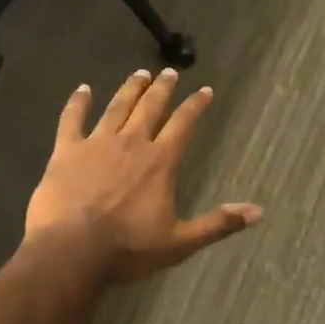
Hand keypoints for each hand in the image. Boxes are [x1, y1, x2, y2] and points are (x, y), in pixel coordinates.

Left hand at [26, 69, 261, 282]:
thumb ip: (218, 223)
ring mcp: (97, 144)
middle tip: (168, 72)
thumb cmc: (128, 248)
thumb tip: (258, 211)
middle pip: (150, 107)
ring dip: (130, 89)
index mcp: (160, 161)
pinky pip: (72, 119)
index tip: (204, 90)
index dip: (195, 106)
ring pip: (117, 107)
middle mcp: (132, 143)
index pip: (183, 124)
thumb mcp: (181, 242)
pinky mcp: (67, 151)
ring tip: (139, 73)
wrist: (72, 251)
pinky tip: (82, 89)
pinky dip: (78, 102)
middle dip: (162, 88)